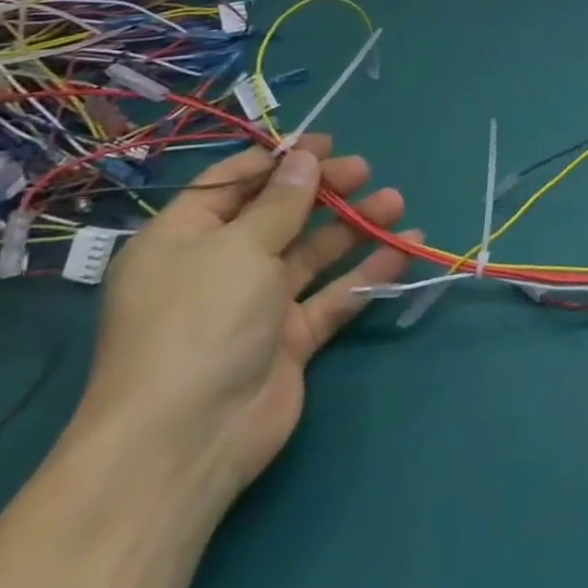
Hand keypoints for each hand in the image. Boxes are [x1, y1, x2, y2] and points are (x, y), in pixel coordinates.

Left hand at [72, 134, 418, 503]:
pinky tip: (404, 248)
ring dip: (352, 226)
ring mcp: (255, 306)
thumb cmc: (199, 323)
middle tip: (364, 170)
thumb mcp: (239, 247)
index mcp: (183, 240)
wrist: (185, 443)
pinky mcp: (289, 339)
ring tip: (396, 202)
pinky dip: (366, 272)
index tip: (324, 143)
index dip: (277, 160)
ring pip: (312, 253)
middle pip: (278, 215)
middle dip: (323, 190)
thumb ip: (282, 200)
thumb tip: (305, 158)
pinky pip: (332, 294)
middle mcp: (217, 268)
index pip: (231, 185)